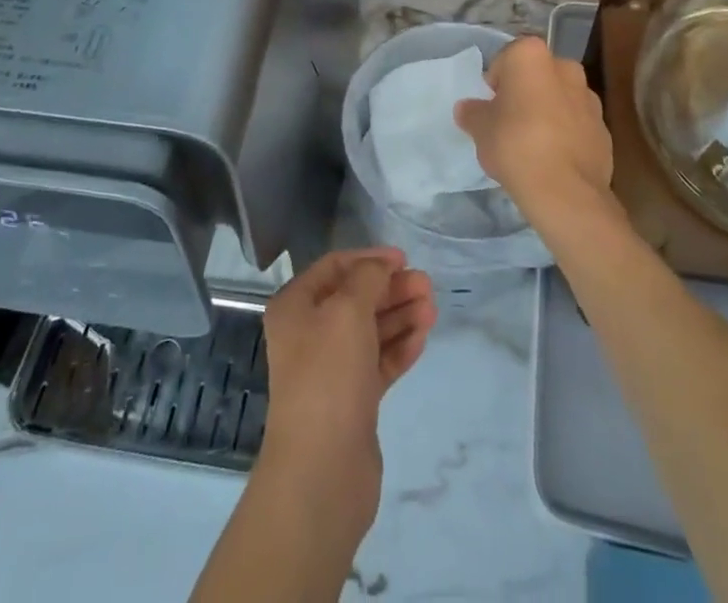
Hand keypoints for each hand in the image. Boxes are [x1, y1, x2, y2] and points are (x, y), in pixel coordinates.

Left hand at [257, 247, 435, 534]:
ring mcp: (331, 369)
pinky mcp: (352, 400)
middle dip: (391, 289)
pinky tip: (422, 338)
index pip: (334, 267)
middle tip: (427, 286)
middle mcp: (309, 333)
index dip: (369, 259)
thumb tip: (381, 266)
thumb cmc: (328, 374)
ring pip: (370, 331)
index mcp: (296, 306)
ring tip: (432, 310)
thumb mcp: (347, 310)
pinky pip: (378, 362)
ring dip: (400, 316)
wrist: (322, 469)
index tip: (404, 259)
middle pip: (355, 298)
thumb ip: (368, 278)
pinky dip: (399, 347)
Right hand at [455, 35, 613, 226]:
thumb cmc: (515, 144)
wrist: (565, 190)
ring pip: (560, 99)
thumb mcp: (480, 128)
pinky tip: (553, 160)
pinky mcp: (604, 129)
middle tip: (509, 123)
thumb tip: (467, 108)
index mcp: (532, 55)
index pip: (506, 59)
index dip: (495, 84)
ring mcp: (590, 98)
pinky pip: (577, 125)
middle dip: (525, 93)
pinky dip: (566, 135)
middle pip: (537, 76)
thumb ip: (472, 113)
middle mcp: (565, 68)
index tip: (491, 108)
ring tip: (532, 145)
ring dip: (548, 112)